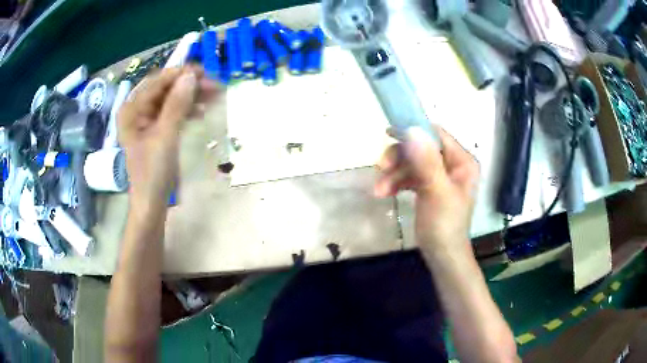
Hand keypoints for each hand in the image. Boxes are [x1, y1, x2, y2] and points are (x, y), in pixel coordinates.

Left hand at [118, 66, 217, 208]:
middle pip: (165, 89)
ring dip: (191, 96)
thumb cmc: (152, 172)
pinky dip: (187, 110)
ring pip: (171, 99)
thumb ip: (176, 104)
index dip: (180, 74)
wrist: (151, 202)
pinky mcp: (156, 130)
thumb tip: (191, 76)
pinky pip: (172, 112)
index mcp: (132, 109)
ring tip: (214, 96)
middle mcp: (137, 110)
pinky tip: (201, 111)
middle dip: (189, 85)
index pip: (157, 81)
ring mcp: (146, 120)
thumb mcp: (165, 136)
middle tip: (214, 85)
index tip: (204, 72)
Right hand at [375, 127, 478, 256]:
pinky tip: (385, 192)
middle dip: (399, 159)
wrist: (442, 255)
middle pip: (421, 148)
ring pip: (412, 163)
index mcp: (462, 161)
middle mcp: (453, 164)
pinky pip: (410, 177)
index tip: (389, 134)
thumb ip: (426, 161)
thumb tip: (412, 129)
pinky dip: (397, 182)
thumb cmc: (444, 224)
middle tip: (381, 167)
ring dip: (394, 174)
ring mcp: (440, 176)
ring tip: (379, 190)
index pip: (437, 135)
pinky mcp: (429, 187)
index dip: (414, 131)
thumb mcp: (436, 192)